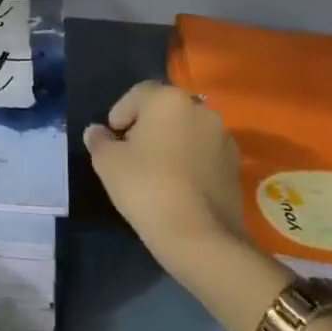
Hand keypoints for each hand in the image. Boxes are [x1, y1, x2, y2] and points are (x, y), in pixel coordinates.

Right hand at [84, 80, 249, 281]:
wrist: (200, 237)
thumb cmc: (147, 188)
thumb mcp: (108, 163)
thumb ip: (99, 141)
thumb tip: (96, 131)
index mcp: (168, 99)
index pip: (138, 94)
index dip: (121, 113)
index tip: (113, 138)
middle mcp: (199, 109)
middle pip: (165, 110)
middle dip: (147, 126)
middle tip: (131, 154)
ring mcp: (222, 137)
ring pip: (187, 130)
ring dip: (171, 142)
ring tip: (156, 172)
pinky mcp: (235, 164)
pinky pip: (204, 152)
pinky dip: (190, 160)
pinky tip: (179, 186)